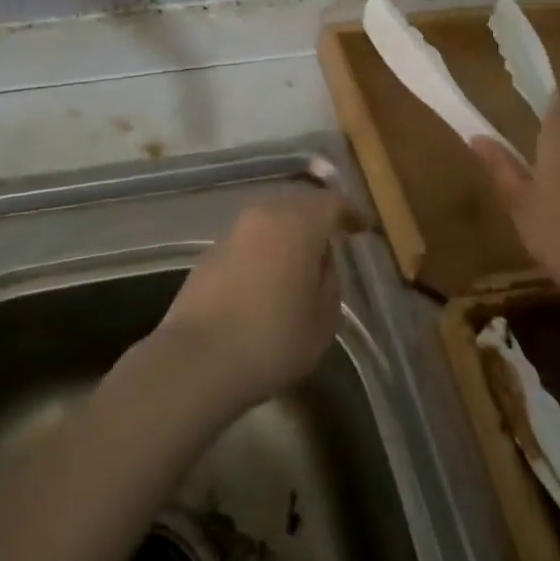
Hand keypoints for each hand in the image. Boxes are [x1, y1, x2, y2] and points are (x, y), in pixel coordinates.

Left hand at [155, 187, 362, 414]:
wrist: (198, 359)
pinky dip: (265, 245)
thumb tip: (320, 260)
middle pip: (297, 202)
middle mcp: (263, 214)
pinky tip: (271, 272)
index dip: (349, 212)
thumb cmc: (272, 338)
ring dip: (289, 229)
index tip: (361, 227)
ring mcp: (232, 230)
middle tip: (333, 237)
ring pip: (270, 217)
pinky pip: (249, 237)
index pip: (330, 202)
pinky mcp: (210, 251)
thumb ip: (329, 280)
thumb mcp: (323, 318)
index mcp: (297, 222)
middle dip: (317, 215)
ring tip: (302, 257)